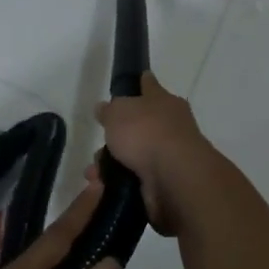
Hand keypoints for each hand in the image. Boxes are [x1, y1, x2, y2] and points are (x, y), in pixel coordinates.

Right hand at [95, 73, 214, 236]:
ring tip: (93, 174)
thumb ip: (110, 110)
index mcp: (164, 101)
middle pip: (139, 126)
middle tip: (99, 145)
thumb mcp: (118, 112)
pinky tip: (103, 187)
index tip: (133, 81)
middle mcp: (170, 126)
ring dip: (112, 164)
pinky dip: (119, 183)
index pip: (150, 86)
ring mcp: (169, 155)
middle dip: (116, 137)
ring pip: (135, 155)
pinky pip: (136, 179)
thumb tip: (104, 108)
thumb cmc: (147, 133)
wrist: (174, 178)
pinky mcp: (166, 183)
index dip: (140, 83)